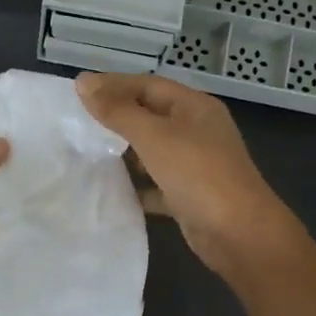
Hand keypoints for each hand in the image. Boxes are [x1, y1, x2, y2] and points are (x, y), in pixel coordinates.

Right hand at [76, 72, 298, 277]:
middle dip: (116, 118)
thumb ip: (118, 111)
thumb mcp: (154, 136)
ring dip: (124, 152)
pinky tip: (111, 190)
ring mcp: (195, 164)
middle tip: (77, 123)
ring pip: (153, 150)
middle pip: (150, 115)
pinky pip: (156, 184)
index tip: (76, 92)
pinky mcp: (189, 195)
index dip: (113, 85)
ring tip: (87, 153)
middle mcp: (197, 130)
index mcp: (194, 107)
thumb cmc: (198, 174)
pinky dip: (136, 185)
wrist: (238, 233)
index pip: (148, 85)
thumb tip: (84, 83)